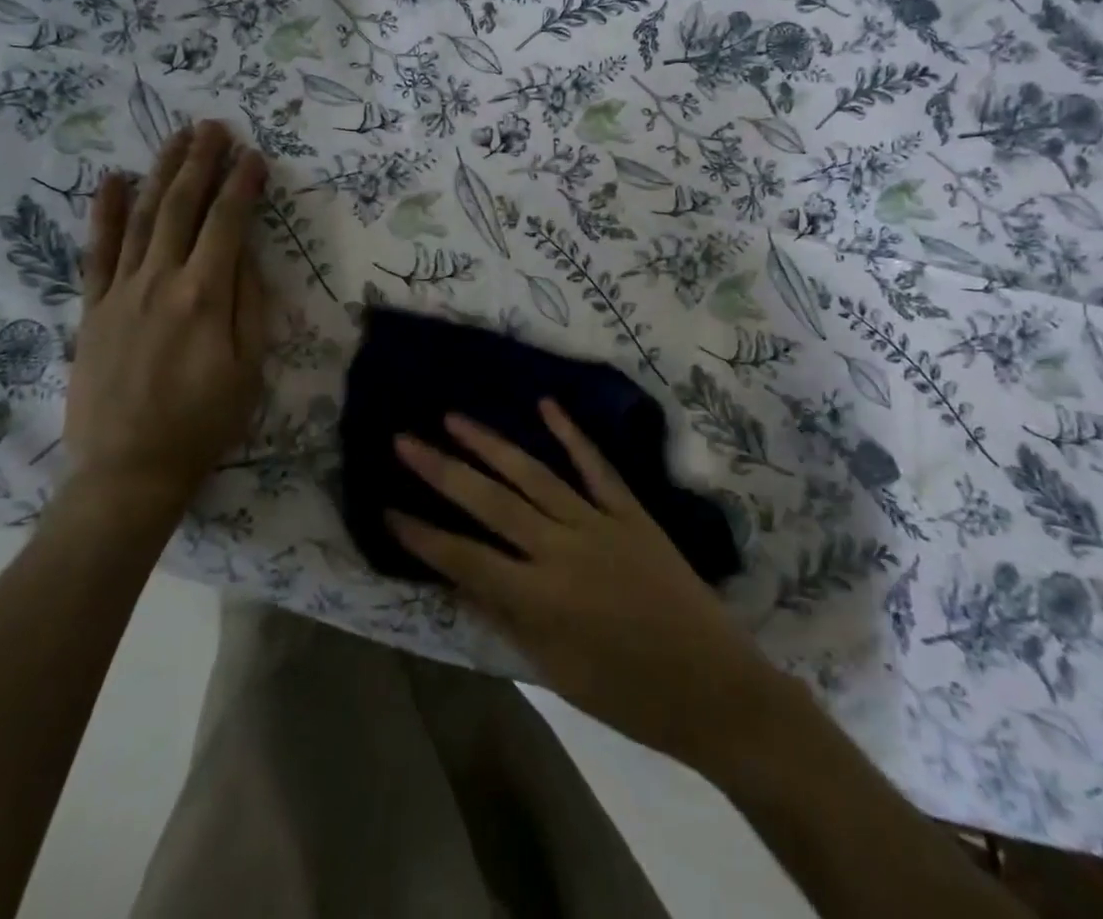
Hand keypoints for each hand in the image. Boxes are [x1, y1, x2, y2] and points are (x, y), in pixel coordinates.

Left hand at [63, 121, 269, 526]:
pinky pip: (98, 251)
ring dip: (161, 173)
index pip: (228, 223)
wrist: (129, 471)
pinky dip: (105, 213)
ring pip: (143, 217)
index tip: (255, 156)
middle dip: (201, 162)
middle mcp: (160, 281)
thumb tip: (248, 254)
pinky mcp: (93, 308)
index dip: (243, 185)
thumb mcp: (248, 368)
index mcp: (204, 296)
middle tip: (213, 126)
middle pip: (182, 207)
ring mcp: (121, 292)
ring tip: (177, 139)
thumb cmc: (203, 422)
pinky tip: (114, 181)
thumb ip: (250, 304)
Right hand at [390, 401, 772, 767]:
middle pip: (490, 502)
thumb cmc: (629, 697)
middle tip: (404, 440)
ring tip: (454, 418)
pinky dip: (571, 433)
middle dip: (442, 470)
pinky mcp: (631, 511)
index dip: (422, 535)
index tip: (387, 506)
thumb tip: (457, 579)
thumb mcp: (556, 673)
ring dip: (491, 443)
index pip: (465, 558)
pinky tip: (545, 405)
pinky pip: (596, 466)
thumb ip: (505, 619)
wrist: (715, 687)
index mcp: (540, 599)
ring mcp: (598, 523)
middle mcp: (561, 549)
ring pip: (534, 474)